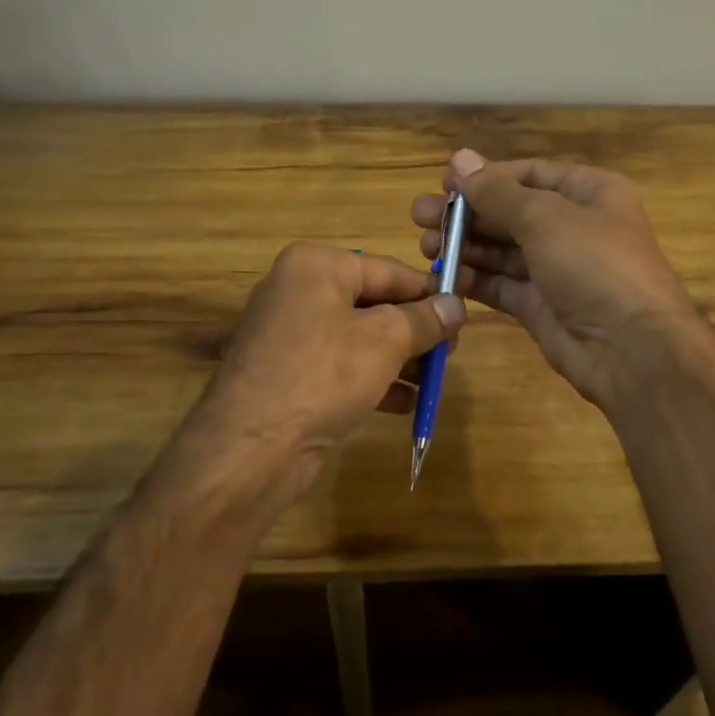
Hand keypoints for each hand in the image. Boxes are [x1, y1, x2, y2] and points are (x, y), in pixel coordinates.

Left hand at [152, 242, 465, 524]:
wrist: (251, 449)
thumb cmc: (323, 375)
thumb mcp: (384, 341)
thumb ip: (424, 319)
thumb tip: (457, 305)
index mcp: (315, 266)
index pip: (387, 270)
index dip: (428, 291)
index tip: (463, 311)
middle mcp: (297, 291)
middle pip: (371, 303)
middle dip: (413, 329)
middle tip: (451, 350)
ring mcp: (288, 334)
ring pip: (357, 337)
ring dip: (398, 358)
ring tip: (434, 379)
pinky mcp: (286, 373)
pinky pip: (339, 366)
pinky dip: (372, 378)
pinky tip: (405, 403)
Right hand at [410, 150, 706, 408]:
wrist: (632, 351)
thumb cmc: (595, 265)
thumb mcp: (545, 218)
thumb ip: (496, 192)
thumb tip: (459, 158)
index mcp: (588, 192)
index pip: (529, 174)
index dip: (486, 177)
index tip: (444, 184)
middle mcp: (574, 226)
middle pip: (510, 211)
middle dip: (466, 214)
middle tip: (419, 217)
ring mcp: (558, 269)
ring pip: (502, 249)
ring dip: (465, 245)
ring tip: (425, 246)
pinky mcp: (542, 306)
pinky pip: (503, 284)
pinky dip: (475, 279)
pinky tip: (444, 275)